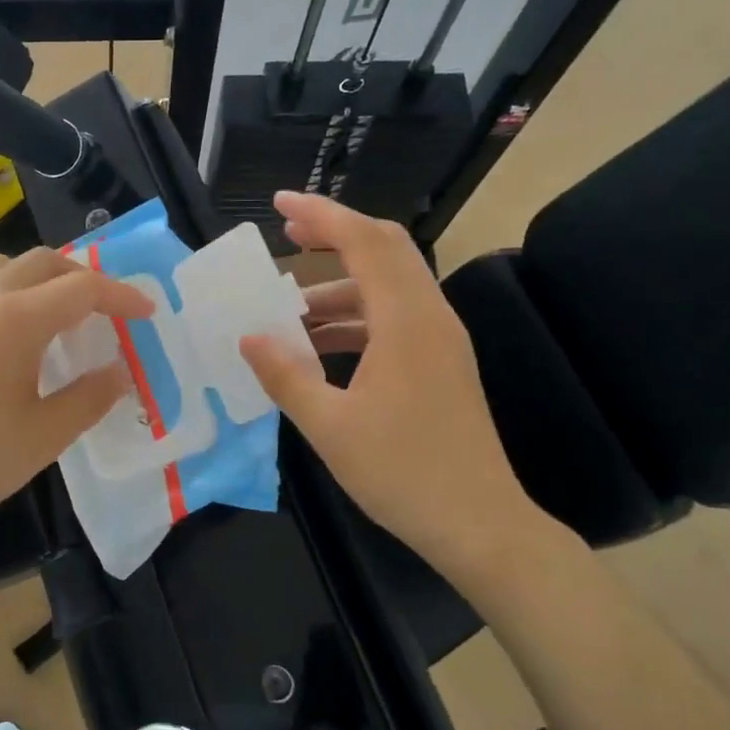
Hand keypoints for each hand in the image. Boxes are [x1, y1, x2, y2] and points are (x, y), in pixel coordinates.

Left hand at [0, 247, 153, 551]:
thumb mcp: (43, 437)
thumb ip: (90, 397)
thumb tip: (121, 371)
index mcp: (14, 320)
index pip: (81, 288)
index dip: (121, 297)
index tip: (148, 314)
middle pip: (44, 263)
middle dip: (85, 279)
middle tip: (109, 314)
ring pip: (7, 267)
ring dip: (44, 279)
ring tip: (62, 316)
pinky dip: (11, 291)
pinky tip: (14, 335)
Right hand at [239, 192, 553, 589]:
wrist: (481, 525)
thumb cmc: (403, 473)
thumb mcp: (330, 426)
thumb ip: (285, 375)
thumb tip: (248, 337)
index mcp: (406, 322)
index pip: (365, 242)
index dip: (321, 216)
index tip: (278, 204)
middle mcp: (429, 317)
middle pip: (385, 249)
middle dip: (334, 235)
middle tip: (285, 236)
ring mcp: (440, 340)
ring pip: (388, 285)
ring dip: (338, 285)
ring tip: (287, 308)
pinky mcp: (440, 363)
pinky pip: (394, 317)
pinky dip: (354, 317)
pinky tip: (318, 344)